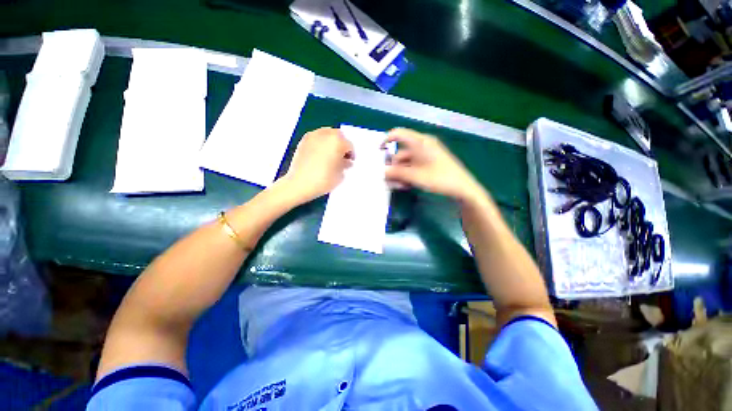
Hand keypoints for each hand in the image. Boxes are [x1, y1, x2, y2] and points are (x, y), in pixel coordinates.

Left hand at [281, 127, 353, 202]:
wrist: (299, 184)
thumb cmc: (323, 180)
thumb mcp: (340, 175)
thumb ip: (345, 165)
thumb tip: (346, 161)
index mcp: (337, 142)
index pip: (349, 145)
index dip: (351, 154)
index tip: (350, 162)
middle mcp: (325, 135)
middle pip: (338, 135)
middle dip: (342, 144)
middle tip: (342, 156)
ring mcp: (313, 136)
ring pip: (327, 133)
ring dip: (331, 142)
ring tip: (331, 155)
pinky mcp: (303, 141)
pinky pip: (317, 137)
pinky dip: (321, 143)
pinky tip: (321, 154)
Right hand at [384, 128, 483, 201]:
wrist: (462, 188)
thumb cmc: (439, 178)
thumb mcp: (415, 176)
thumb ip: (396, 173)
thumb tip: (381, 172)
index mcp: (420, 142)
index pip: (398, 134)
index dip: (386, 140)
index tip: (378, 152)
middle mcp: (422, 145)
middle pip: (401, 152)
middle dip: (393, 167)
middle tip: (388, 180)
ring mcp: (426, 154)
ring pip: (406, 161)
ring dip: (400, 173)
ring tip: (398, 186)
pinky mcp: (429, 162)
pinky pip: (414, 166)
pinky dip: (408, 174)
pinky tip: (406, 185)